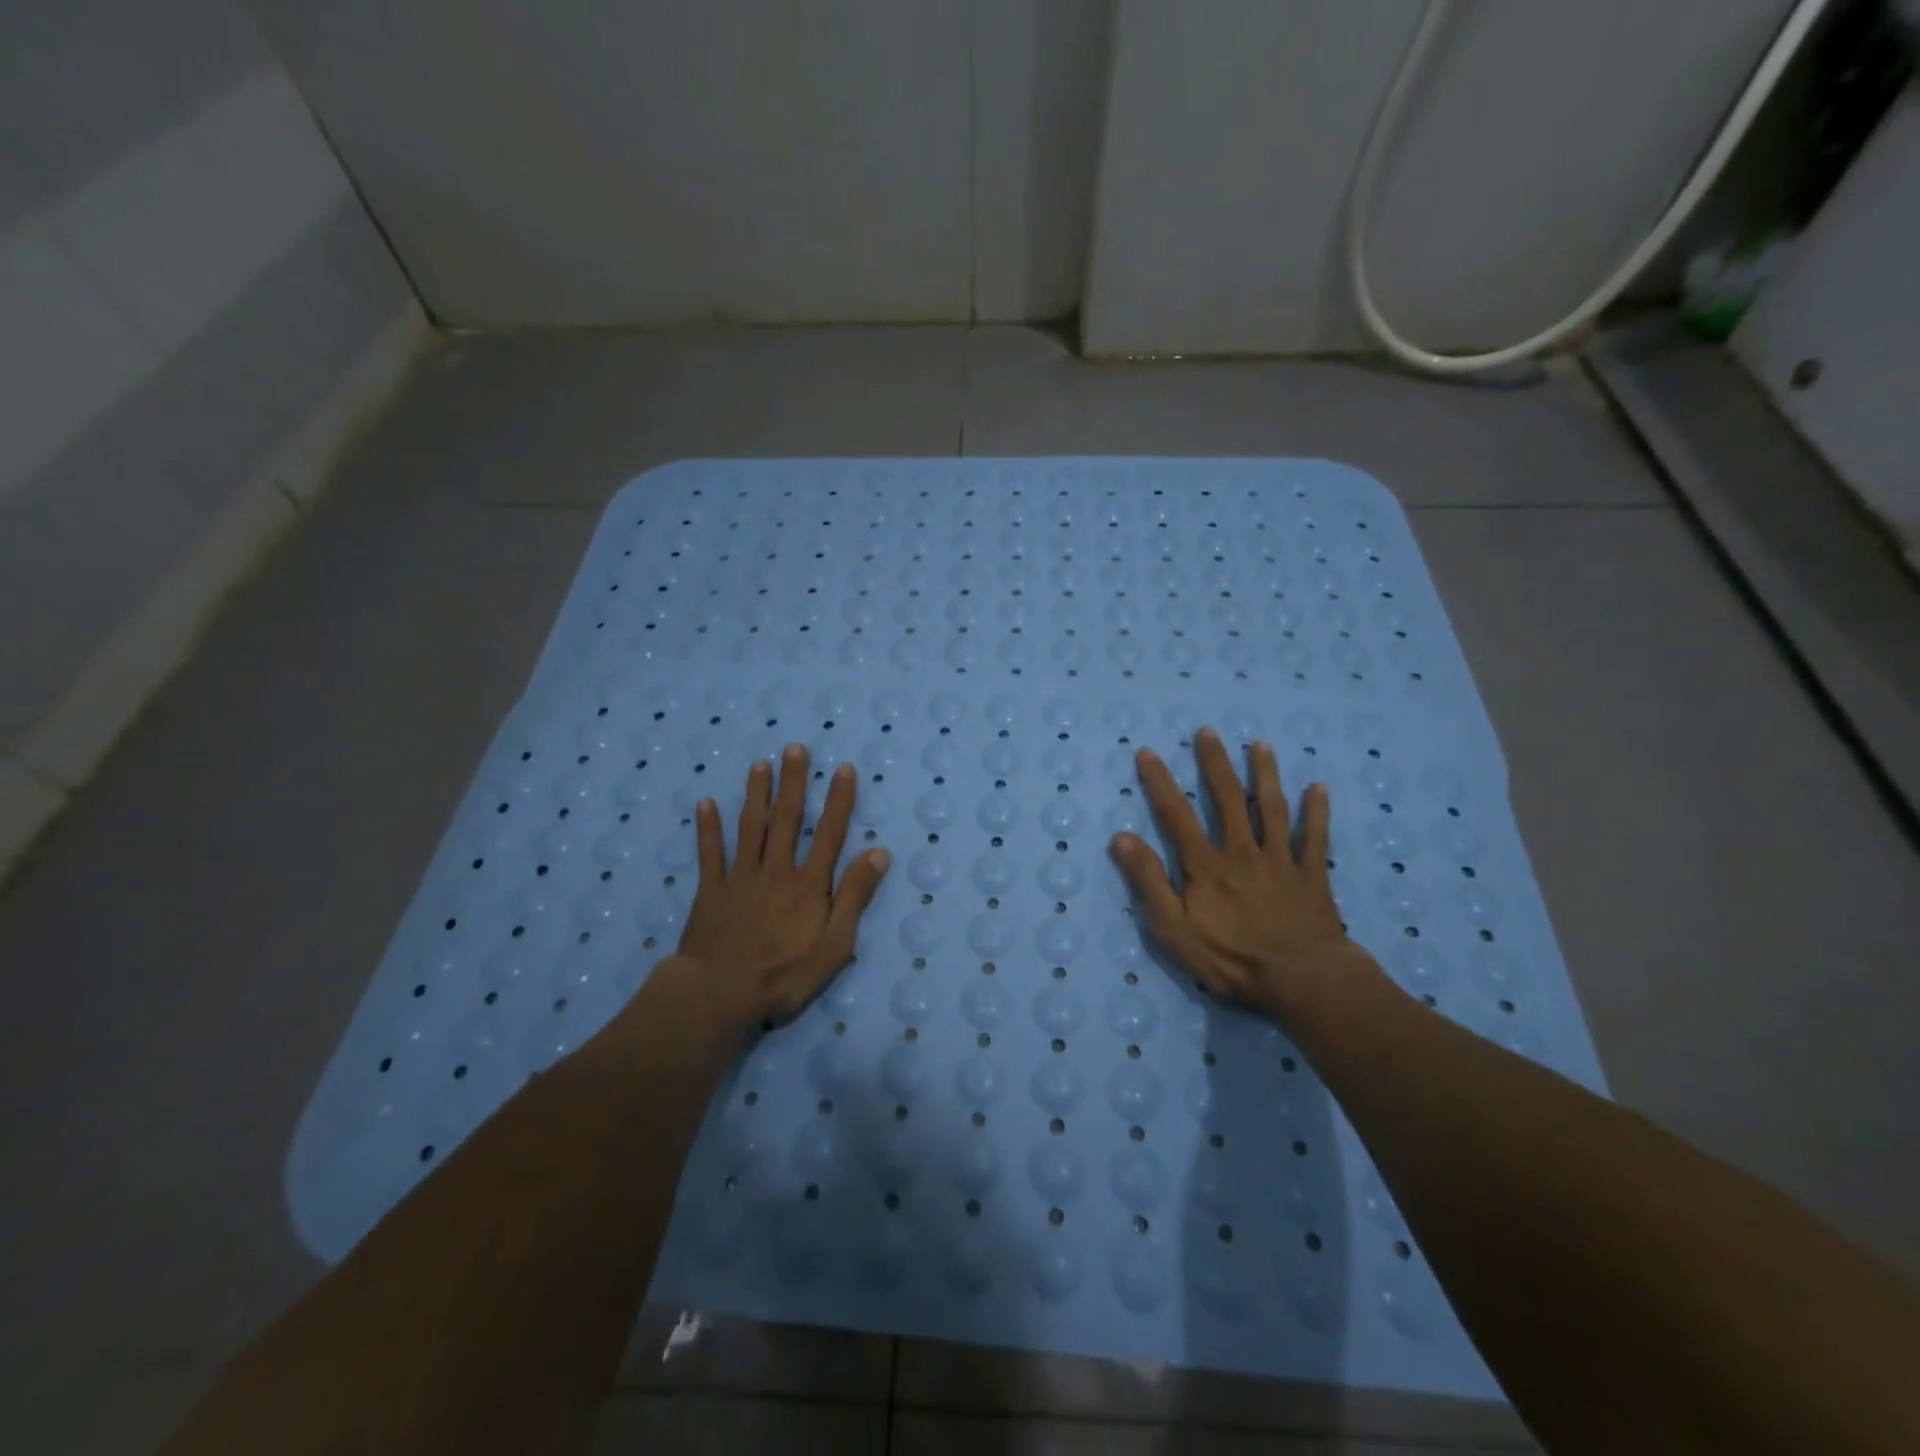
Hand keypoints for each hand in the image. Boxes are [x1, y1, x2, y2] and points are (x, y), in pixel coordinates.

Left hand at [670, 744, 889, 1031]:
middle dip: (793, 782)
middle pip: (787, 820)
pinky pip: (709, 854)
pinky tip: (705, 802)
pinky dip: (708, 828)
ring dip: (756, 794)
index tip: (842, 768)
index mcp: (809, 884)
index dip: (838, 800)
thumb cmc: (784, 974)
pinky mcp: (710, 891)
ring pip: (750, 828)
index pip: (828, 833)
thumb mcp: (834, 944)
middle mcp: (776, 871)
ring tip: (760, 764)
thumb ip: (855, 897)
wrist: (719, 994)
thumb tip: (879, 853)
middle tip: (794, 748)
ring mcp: (740, 878)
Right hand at [1110, 727, 1359, 1020]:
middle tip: (1208, 732)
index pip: (1176, 814)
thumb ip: (1149, 882)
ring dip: (1266, 775)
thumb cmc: (1231, 958)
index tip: (1147, 752)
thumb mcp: (1174, 928)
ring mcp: (1281, 860)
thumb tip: (1121, 838)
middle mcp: (1242, 851)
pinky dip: (1317, 813)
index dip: (1160, 782)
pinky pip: (1316, 838)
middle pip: (1228, 799)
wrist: (1302, 979)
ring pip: (1272, 809)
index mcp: (1206, 865)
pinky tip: (1318, 789)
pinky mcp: (1312, 875)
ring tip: (1261, 746)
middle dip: (1215, 764)